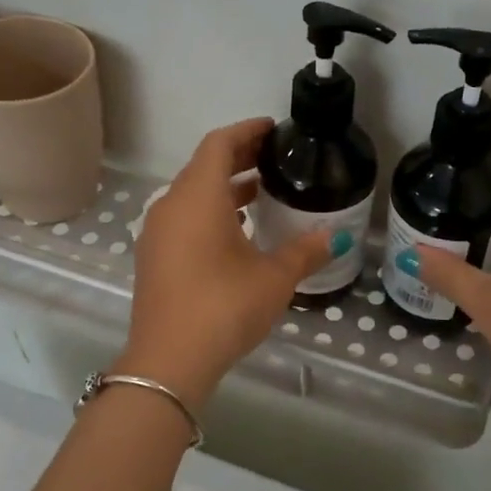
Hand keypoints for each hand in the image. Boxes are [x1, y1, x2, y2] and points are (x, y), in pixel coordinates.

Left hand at [119, 118, 340, 407]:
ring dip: (224, 188)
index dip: (246, 131)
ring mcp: (157, 233)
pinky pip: (183, 219)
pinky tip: (236, 233)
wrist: (169, 360)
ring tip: (260, 193)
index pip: (219, 144)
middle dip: (238, 157)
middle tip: (273, 158)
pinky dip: (209, 212)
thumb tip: (336, 237)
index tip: (272, 130)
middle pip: (203, 166)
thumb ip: (305, 251)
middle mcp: (171, 206)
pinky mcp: (153, 258)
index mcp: (198, 197)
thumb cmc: (224, 307)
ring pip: (192, 195)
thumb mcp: (274, 278)